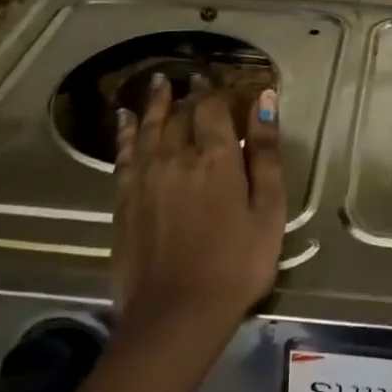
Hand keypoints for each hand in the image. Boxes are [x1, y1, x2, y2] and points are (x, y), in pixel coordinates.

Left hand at [111, 75, 285, 344]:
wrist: (176, 313)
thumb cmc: (237, 264)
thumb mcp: (268, 211)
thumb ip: (266, 153)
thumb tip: (264, 101)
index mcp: (215, 158)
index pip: (213, 108)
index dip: (217, 90)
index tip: (221, 79)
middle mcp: (175, 156)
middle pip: (181, 114)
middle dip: (190, 94)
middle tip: (195, 79)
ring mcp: (144, 177)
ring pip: (149, 126)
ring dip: (156, 102)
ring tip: (159, 82)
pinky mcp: (123, 198)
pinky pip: (124, 152)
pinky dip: (126, 131)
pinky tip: (125, 119)